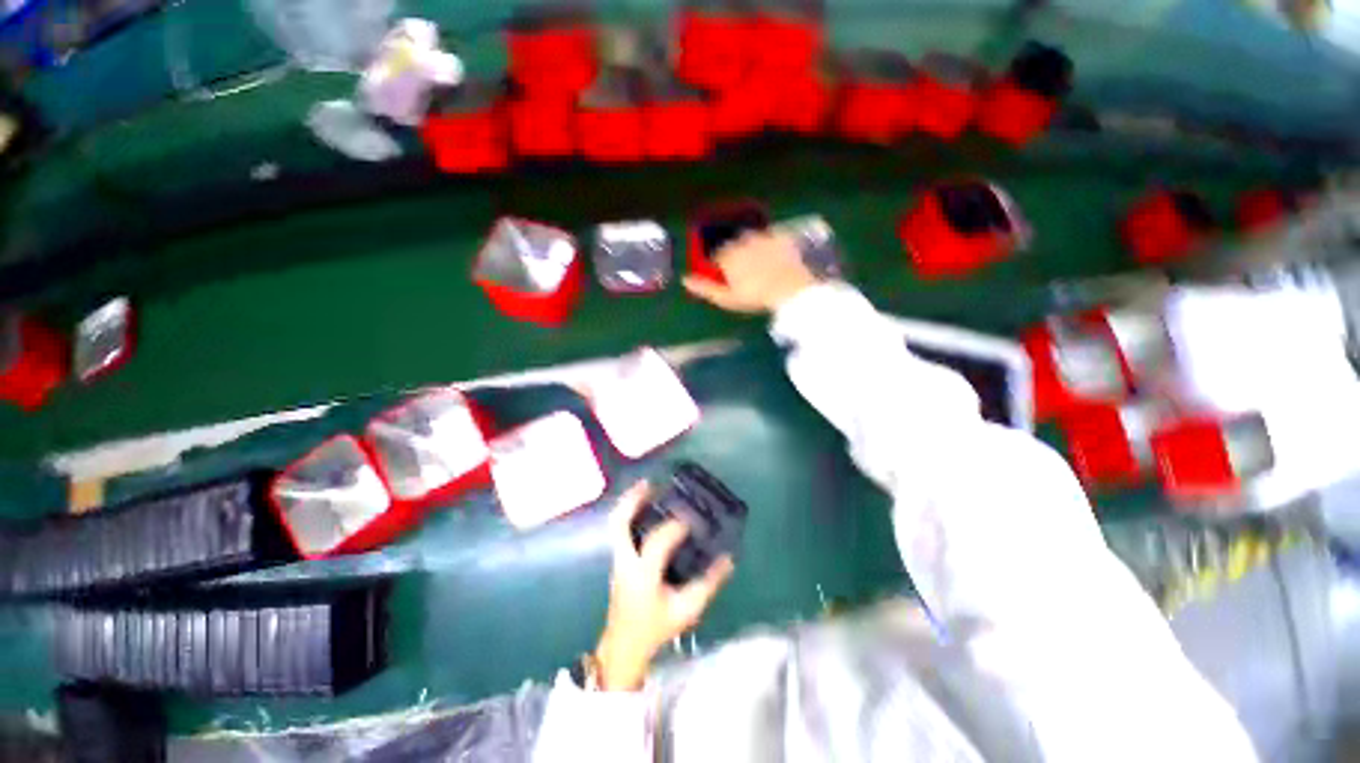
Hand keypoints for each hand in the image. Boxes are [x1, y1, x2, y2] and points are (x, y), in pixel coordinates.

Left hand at [594, 482, 734, 690]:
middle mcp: (626, 561)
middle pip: (620, 523)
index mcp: (643, 574)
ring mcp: (617, 559)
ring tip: (646, 486)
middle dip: (633, 500)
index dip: (674, 527)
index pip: (657, 542)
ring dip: (629, 502)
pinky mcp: (617, 559)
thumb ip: (708, 584)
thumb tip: (728, 559)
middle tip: (651, 483)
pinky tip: (643, 505)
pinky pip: (619, 529)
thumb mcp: (686, 610)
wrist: (624, 645)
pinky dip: (629, 512)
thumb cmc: (655, 627)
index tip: (691, 519)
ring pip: (616, 523)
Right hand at [682, 230, 817, 313]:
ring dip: (753, 248)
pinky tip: (776, 258)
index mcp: (727, 254)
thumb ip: (704, 288)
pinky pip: (774, 237)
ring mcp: (764, 236)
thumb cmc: (754, 296)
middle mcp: (743, 239)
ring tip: (761, 266)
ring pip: (753, 239)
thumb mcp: (725, 297)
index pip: (718, 255)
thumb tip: (684, 280)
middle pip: (735, 244)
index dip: (721, 267)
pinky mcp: (783, 237)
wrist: (789, 290)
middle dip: (737, 255)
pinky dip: (773, 245)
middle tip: (745, 273)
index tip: (727, 278)